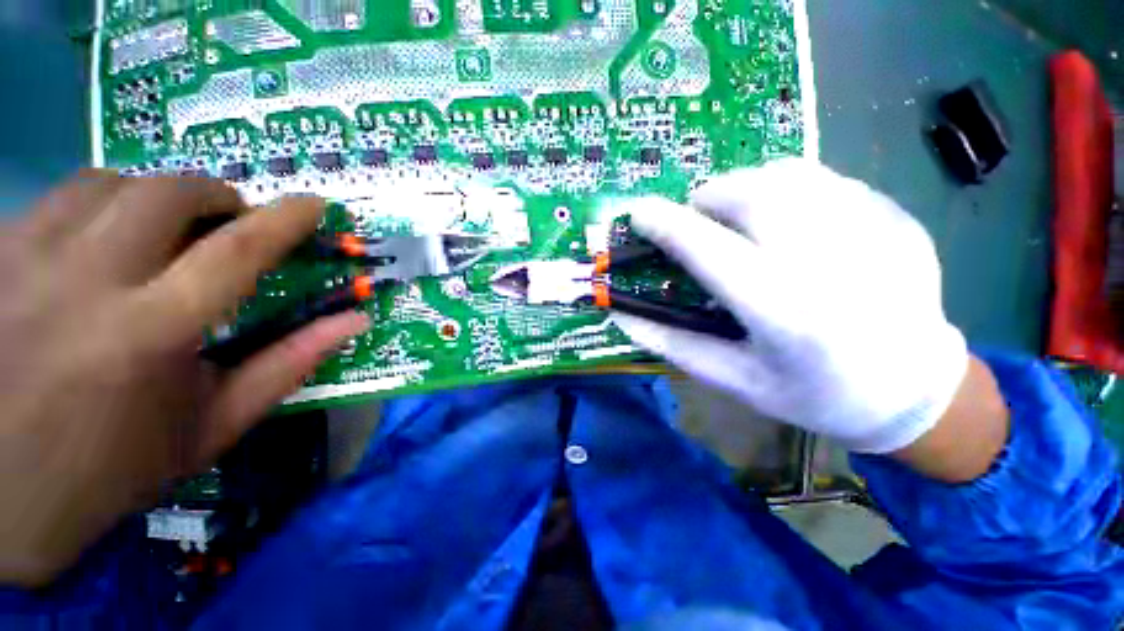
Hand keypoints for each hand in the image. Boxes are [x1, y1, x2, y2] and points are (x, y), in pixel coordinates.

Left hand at [0, 171, 368, 585]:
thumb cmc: (113, 469)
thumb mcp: (213, 426)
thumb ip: (289, 364)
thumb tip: (354, 321)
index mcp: (150, 334)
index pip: (237, 251)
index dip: (285, 219)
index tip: (314, 203)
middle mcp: (84, 282)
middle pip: (167, 194)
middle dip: (215, 196)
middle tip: (228, 221)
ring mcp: (24, 260)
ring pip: (106, 183)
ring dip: (153, 196)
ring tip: (161, 230)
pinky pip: (57, 199)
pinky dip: (97, 206)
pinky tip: (99, 244)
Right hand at [615, 159, 972, 454]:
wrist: (916, 392)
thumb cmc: (813, 395)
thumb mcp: (733, 379)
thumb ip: (671, 343)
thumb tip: (621, 314)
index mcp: (786, 314)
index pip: (710, 251)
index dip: (667, 225)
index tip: (637, 212)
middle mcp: (833, 263)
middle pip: (753, 194)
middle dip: (708, 198)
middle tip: (696, 219)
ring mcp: (876, 232)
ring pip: (789, 174)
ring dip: (745, 188)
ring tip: (738, 218)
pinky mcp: (896, 217)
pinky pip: (824, 181)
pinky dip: (788, 191)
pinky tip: (788, 224)